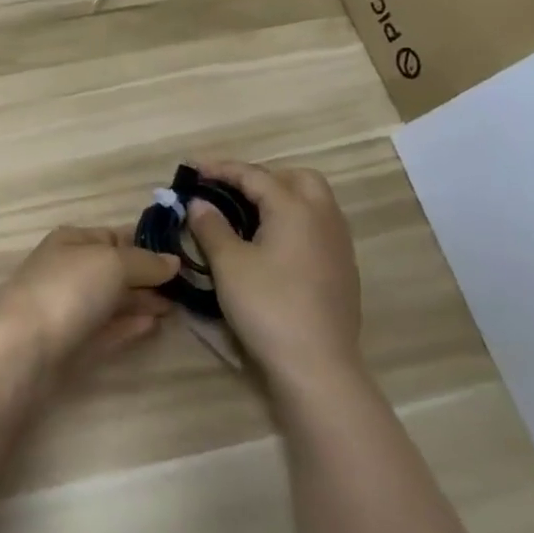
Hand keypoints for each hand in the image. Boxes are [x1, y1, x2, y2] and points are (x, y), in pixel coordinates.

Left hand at [0, 227, 179, 365]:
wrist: (22, 345)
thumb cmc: (68, 288)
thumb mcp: (112, 262)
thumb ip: (145, 262)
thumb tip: (173, 261)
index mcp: (72, 241)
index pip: (114, 236)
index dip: (146, 245)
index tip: (183, 257)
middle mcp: (68, 270)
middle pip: (113, 270)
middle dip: (147, 277)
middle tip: (188, 287)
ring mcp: (67, 308)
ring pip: (110, 301)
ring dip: (141, 302)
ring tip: (177, 307)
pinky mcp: (69, 344)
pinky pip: (106, 329)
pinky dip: (128, 326)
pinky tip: (153, 326)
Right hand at [186, 162, 362, 385]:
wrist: (316, 364)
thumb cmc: (267, 306)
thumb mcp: (228, 264)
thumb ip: (211, 227)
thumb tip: (199, 203)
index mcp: (295, 208)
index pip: (254, 175)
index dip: (221, 169)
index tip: (192, 169)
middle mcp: (323, 217)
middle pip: (296, 178)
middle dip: (261, 177)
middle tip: (229, 192)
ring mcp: (338, 244)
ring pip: (312, 203)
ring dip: (280, 198)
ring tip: (245, 215)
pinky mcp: (341, 269)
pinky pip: (317, 227)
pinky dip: (292, 222)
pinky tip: (270, 246)